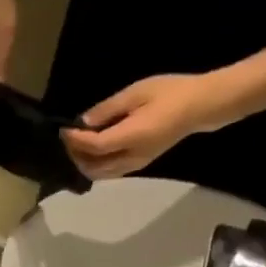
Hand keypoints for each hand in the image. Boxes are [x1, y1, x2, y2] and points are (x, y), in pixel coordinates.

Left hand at [61, 72, 235, 179]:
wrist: (201, 106)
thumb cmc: (171, 93)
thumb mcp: (137, 93)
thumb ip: (108, 109)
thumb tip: (84, 122)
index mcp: (133, 137)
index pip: (95, 147)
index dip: (76, 140)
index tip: (64, 128)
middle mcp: (132, 156)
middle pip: (93, 167)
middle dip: (75, 154)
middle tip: (68, 137)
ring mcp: (137, 164)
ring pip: (101, 174)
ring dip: (84, 162)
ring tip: (77, 144)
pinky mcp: (140, 164)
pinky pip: (110, 172)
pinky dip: (95, 165)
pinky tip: (92, 150)